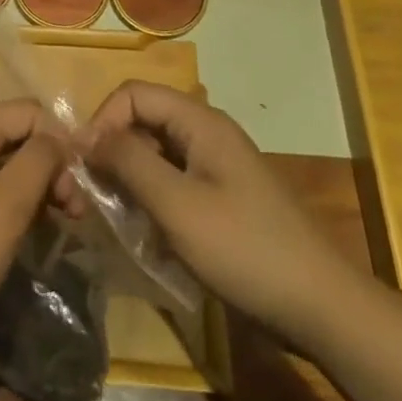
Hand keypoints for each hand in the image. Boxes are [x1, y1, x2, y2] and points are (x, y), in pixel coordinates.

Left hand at [0, 99, 63, 339]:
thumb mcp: (5, 207)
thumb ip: (38, 161)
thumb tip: (59, 137)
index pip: (27, 111)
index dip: (59, 140)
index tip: (76, 185)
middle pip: (14, 133)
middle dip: (48, 165)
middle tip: (73, 211)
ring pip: (0, 159)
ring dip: (32, 184)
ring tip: (57, 222)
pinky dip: (8, 197)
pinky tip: (23, 227)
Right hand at [83, 81, 379, 351]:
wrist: (318, 307)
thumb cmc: (244, 249)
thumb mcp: (177, 204)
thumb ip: (128, 162)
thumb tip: (85, 136)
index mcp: (200, 123)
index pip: (133, 94)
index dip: (102, 120)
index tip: (83, 164)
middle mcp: (206, 134)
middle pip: (142, 121)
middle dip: (110, 151)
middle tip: (90, 194)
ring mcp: (214, 167)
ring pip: (153, 154)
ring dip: (126, 178)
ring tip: (112, 216)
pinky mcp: (218, 197)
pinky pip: (170, 182)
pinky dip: (148, 198)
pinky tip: (142, 231)